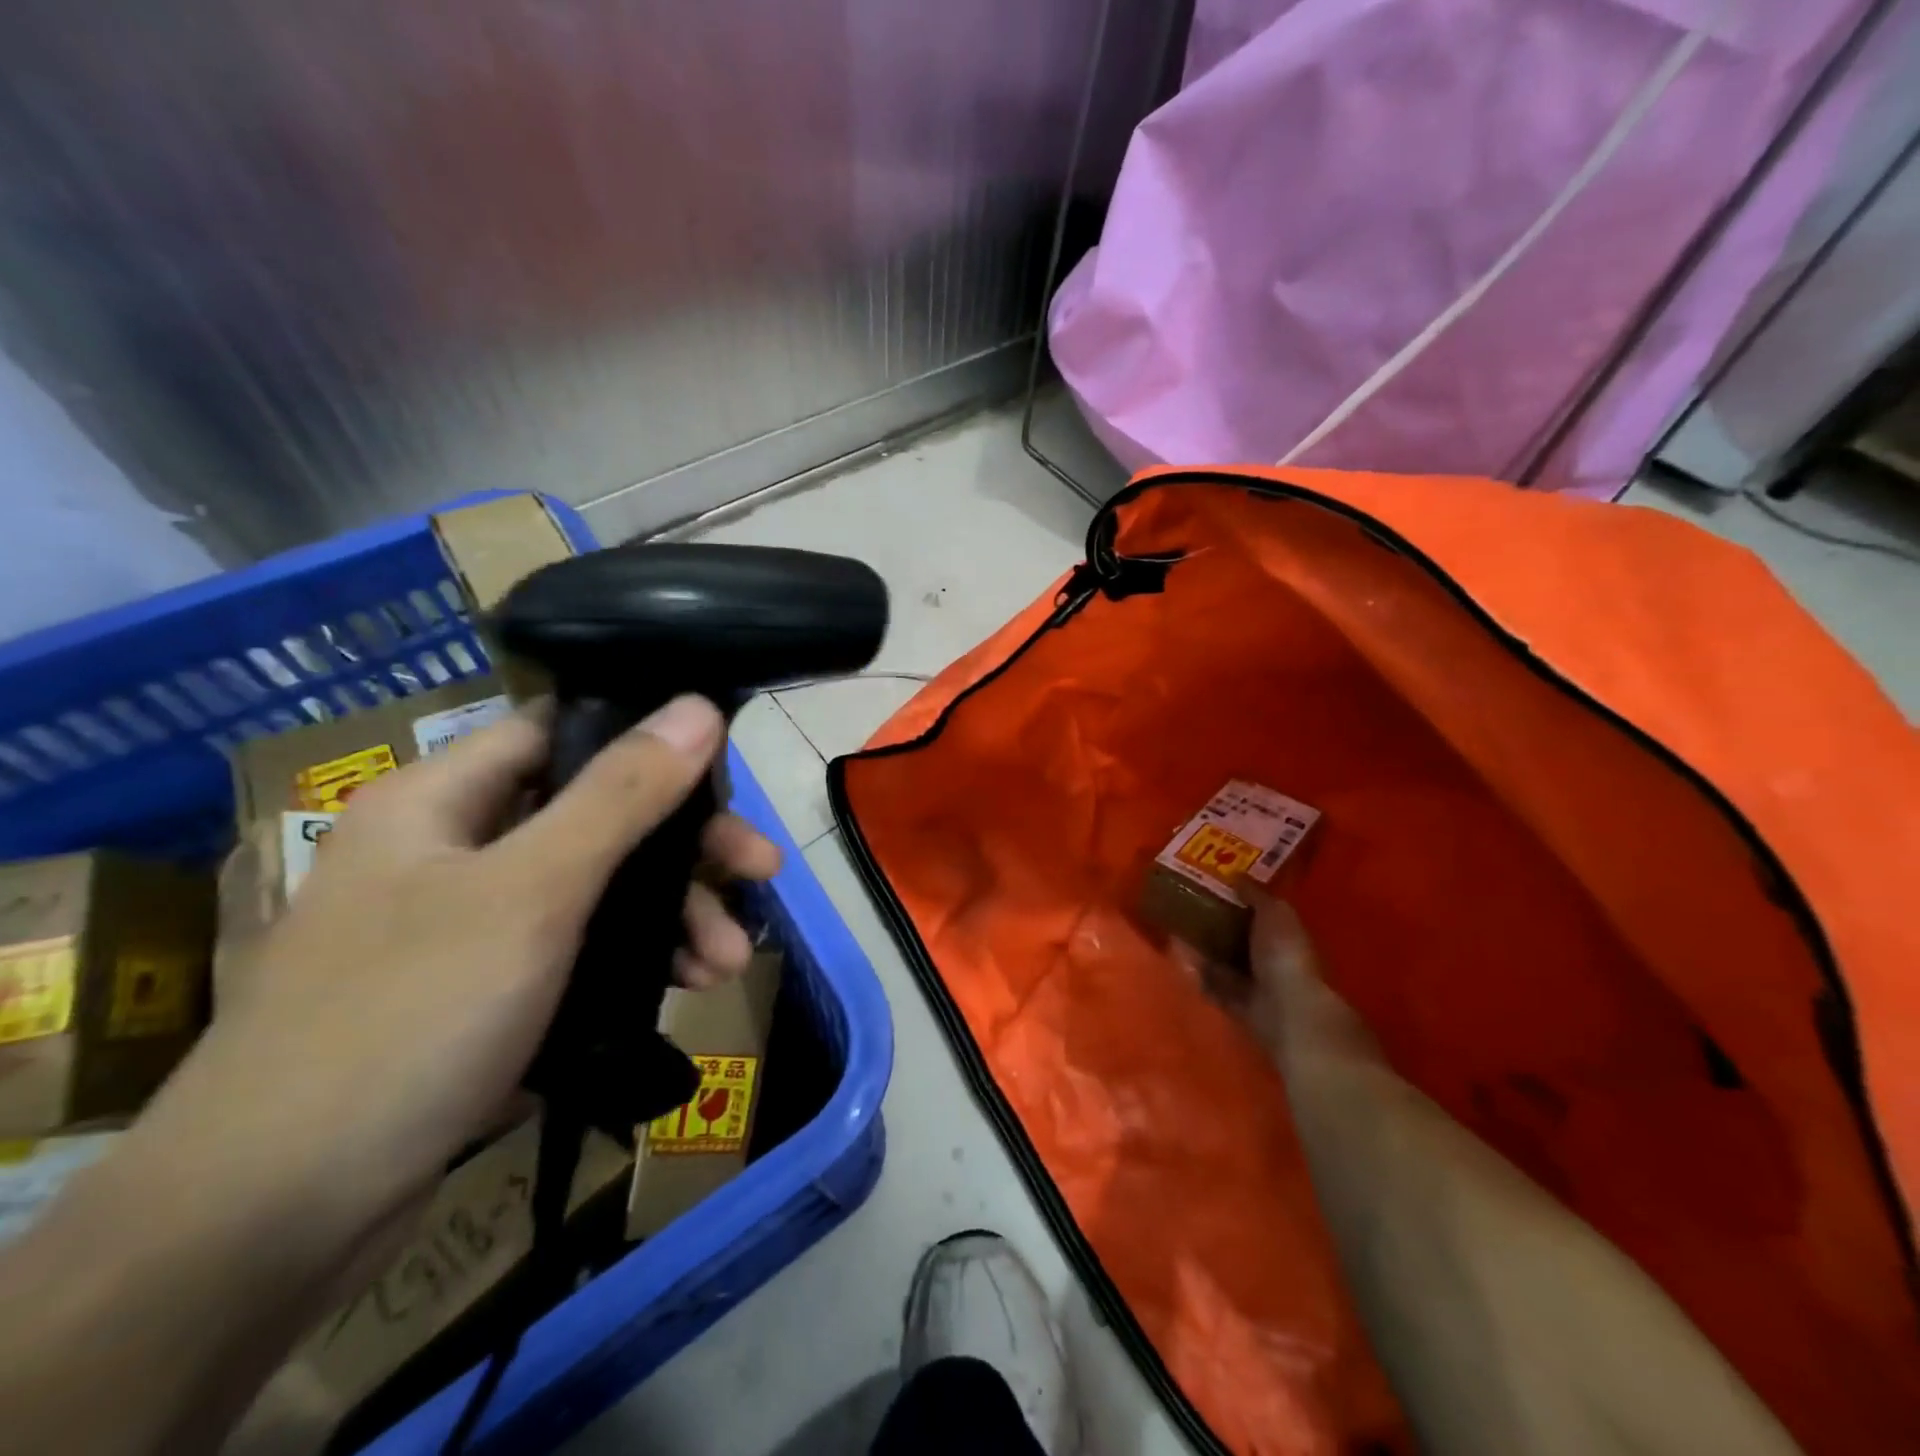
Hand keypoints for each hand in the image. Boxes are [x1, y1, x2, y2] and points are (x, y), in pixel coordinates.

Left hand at [0, 693, 778, 1455]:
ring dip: (673, 916)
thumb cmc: (408, 1018)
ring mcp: (469, 926)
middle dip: (684, 849)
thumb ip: (622, 795)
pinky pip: (581, 949)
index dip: (644, 739)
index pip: (561, 731)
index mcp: (441, 800)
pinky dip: (638, 961)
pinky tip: (687, 986)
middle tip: (759, 872)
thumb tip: (697, 707)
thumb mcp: (533, 891)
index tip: (723, 772)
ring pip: (597, 890)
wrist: (270, 1222)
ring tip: (730, 961)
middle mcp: (454, 850)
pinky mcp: (485, 993)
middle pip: (595, 816)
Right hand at [1177, 893, 1323, 1062]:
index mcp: (1283, 933)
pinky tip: (1176, 954)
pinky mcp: (1235, 1004)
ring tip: (1173, 925)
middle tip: (1183, 903)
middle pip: (1235, 936)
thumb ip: (1255, 894)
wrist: (1286, 1009)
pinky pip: (1210, 983)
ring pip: (1221, 960)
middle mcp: (1269, 958)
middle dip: (1212, 923)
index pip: (1258, 912)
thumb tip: (1237, 875)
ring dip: (1200, 947)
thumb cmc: (1284, 953)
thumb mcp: (1274, 912)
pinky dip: (1195, 971)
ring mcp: (1253, 983)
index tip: (1209, 883)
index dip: (1236, 899)